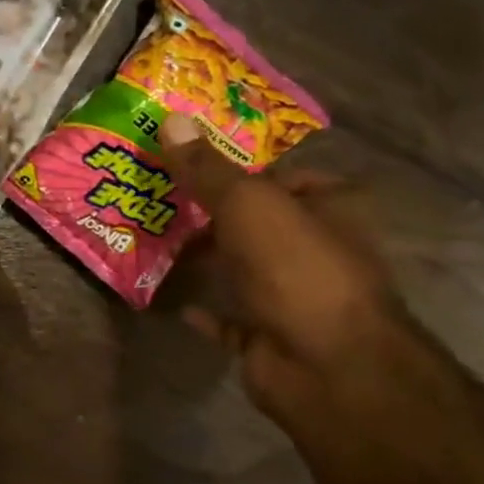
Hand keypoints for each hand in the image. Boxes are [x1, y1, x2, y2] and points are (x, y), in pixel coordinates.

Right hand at [156, 113, 416, 428]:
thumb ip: (208, 168)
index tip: (189, 165)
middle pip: (258, 223)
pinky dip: (205, 310)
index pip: (285, 176)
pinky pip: (229, 318)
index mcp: (331, 209)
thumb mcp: (248, 204)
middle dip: (212, 215)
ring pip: (242, 268)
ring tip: (152, 242)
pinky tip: (173, 300)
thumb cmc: (296, 269)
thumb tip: (170, 118)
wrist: (325, 365)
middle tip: (158, 201)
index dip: (240, 169)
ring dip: (204, 260)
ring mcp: (294, 297)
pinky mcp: (270, 337)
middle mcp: (318, 250)